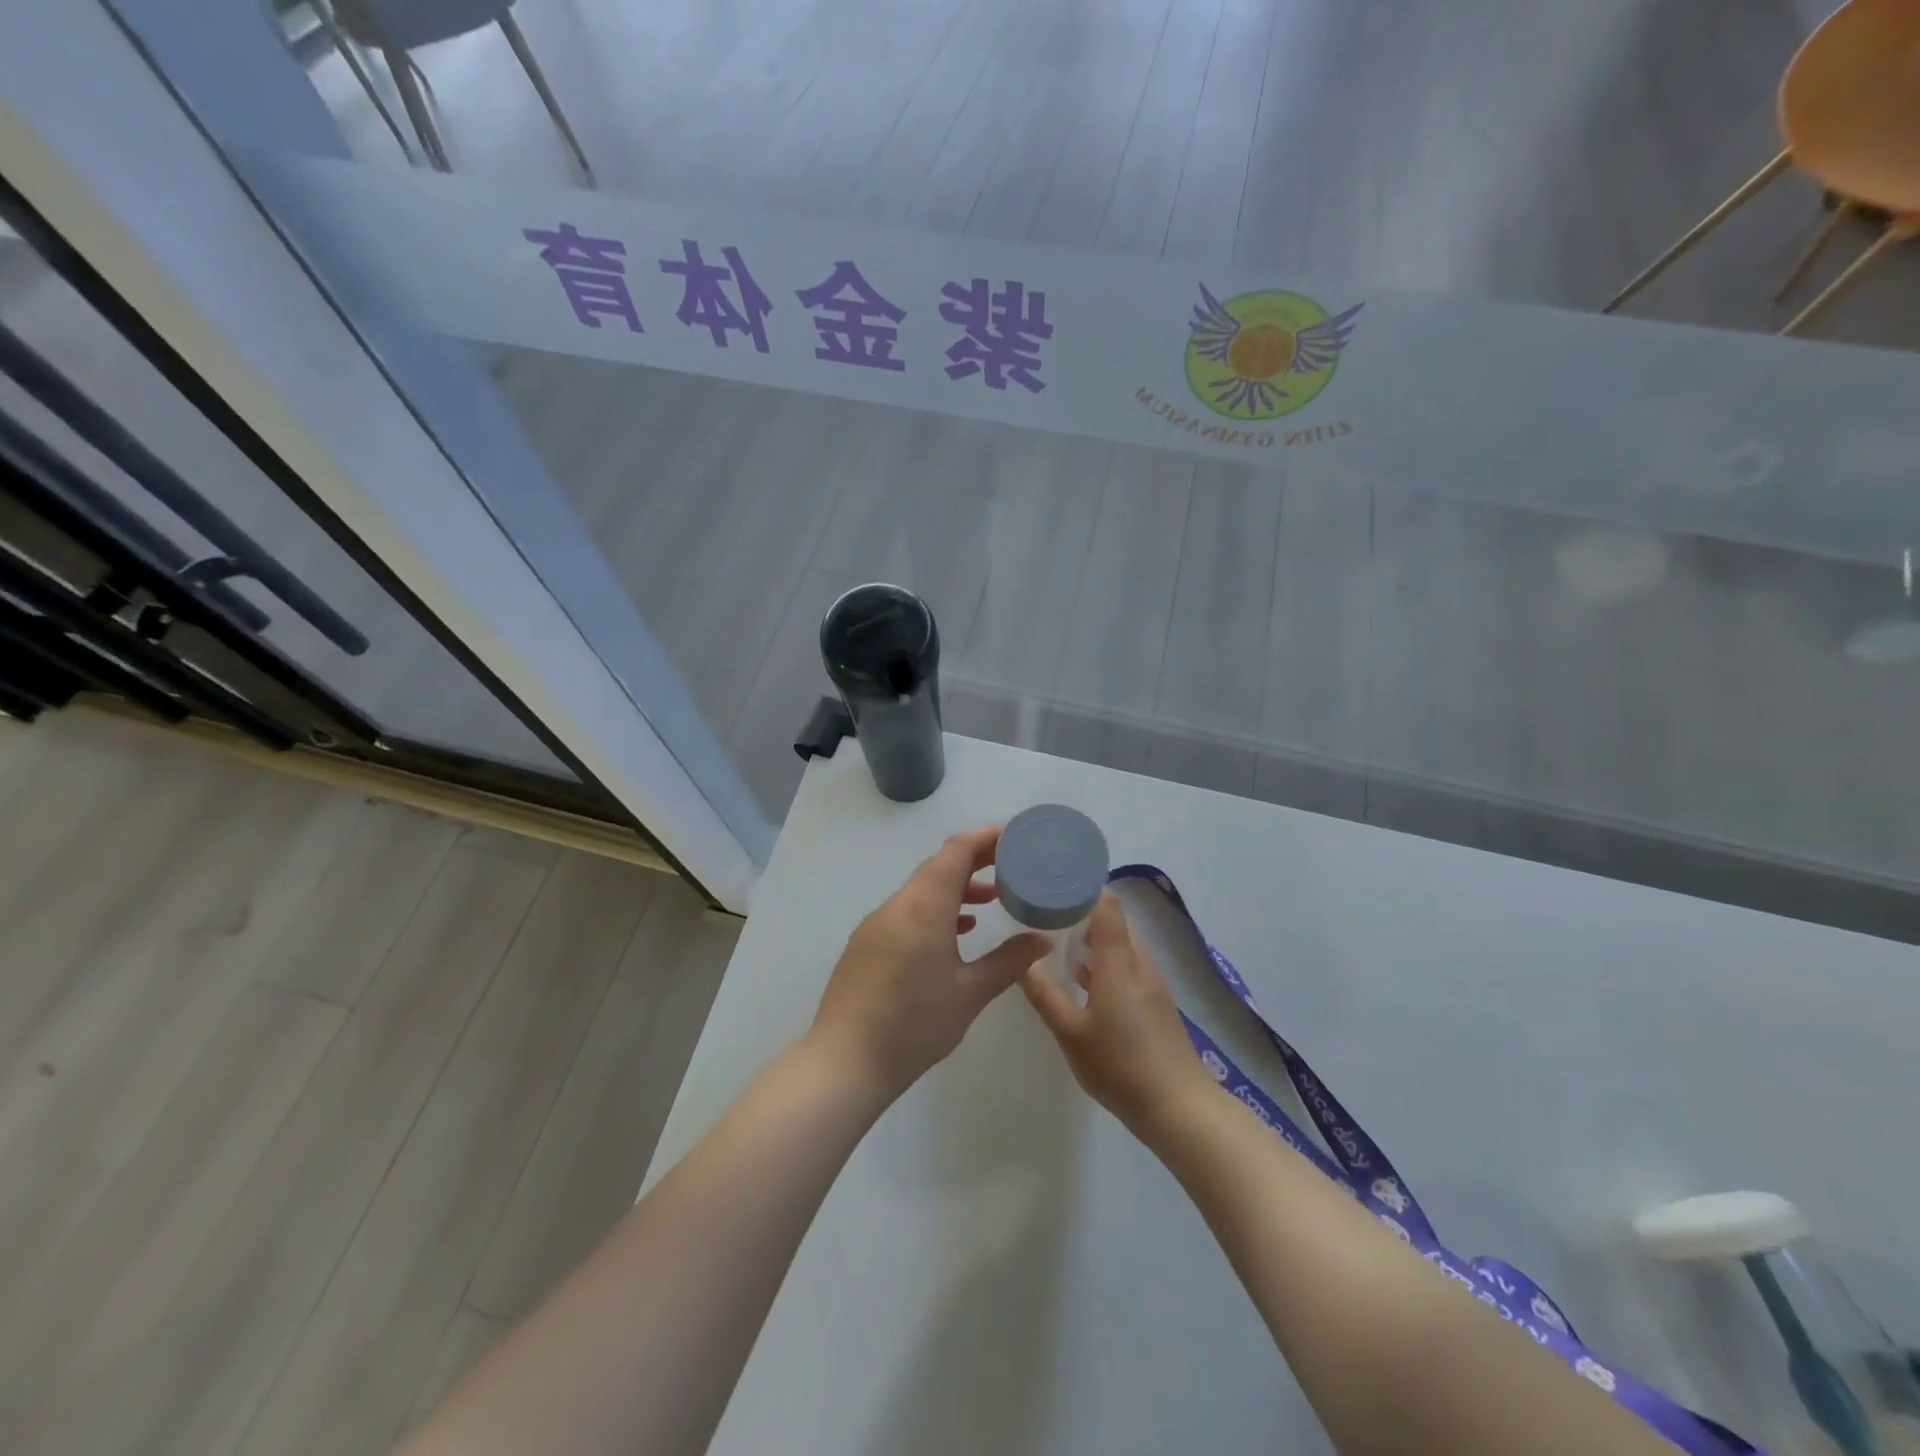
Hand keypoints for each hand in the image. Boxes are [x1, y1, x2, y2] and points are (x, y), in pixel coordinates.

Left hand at [808, 825, 1049, 1100]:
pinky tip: (955, 933)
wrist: (845, 1062)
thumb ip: (1009, 961)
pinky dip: (934, 909)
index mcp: (924, 907)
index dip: (985, 838)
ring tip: (991, 900)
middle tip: (1011, 865)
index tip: (1014, 837)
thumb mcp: (970, 993)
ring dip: (955, 887)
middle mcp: (897, 905)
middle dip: (975, 860)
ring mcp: (876, 924)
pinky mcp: (866, 944)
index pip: (956, 851)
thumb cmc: (915, 1024)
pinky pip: (906, 911)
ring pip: (921, 890)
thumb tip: (1042, 940)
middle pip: (938, 866)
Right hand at [1021, 891, 1215, 1132]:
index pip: (1107, 907)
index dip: (1084, 888)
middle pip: (1115, 923)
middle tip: (1048, 910)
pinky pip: (1127, 966)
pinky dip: (1105, 961)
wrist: (1179, 1108)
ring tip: (1058, 938)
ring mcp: (1151, 984)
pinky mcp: (1156, 1003)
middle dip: (1083, 912)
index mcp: (1119, 963)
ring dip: (1094, 938)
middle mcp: (1139, 964)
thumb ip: (1045, 995)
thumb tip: (1022, 961)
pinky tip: (1083, 977)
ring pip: (1122, 946)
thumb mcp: (1071, 1033)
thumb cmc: (1120, 1066)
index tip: (1055, 882)